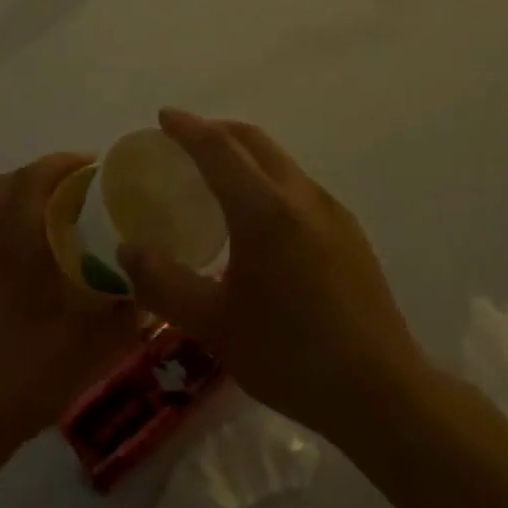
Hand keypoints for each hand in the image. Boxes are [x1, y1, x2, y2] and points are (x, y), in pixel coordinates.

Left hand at [0, 152, 141, 456]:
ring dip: (29, 191)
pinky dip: (16, 215)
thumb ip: (128, 307)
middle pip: (11, 182)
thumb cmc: (31, 374)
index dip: (64, 163)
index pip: (34, 179)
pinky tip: (42, 248)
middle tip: (84, 184)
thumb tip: (152, 281)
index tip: (96, 166)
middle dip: (47, 172)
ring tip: (65, 209)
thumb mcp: (95, 344)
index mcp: (18, 246)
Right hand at [119, 109, 425, 442]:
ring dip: (246, 155)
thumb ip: (163, 284)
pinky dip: (269, 181)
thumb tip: (127, 250)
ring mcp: (331, 211)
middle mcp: (300, 196)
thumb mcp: (213, 325)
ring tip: (219, 180)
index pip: (218, 148)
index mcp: (263, 210)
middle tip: (186, 141)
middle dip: (217, 131)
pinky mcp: (350, 231)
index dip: (188, 128)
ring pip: (281, 162)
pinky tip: (262, 221)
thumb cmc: (289, 355)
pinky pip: (300, 187)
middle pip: (254, 141)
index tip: (164, 116)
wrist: (380, 390)